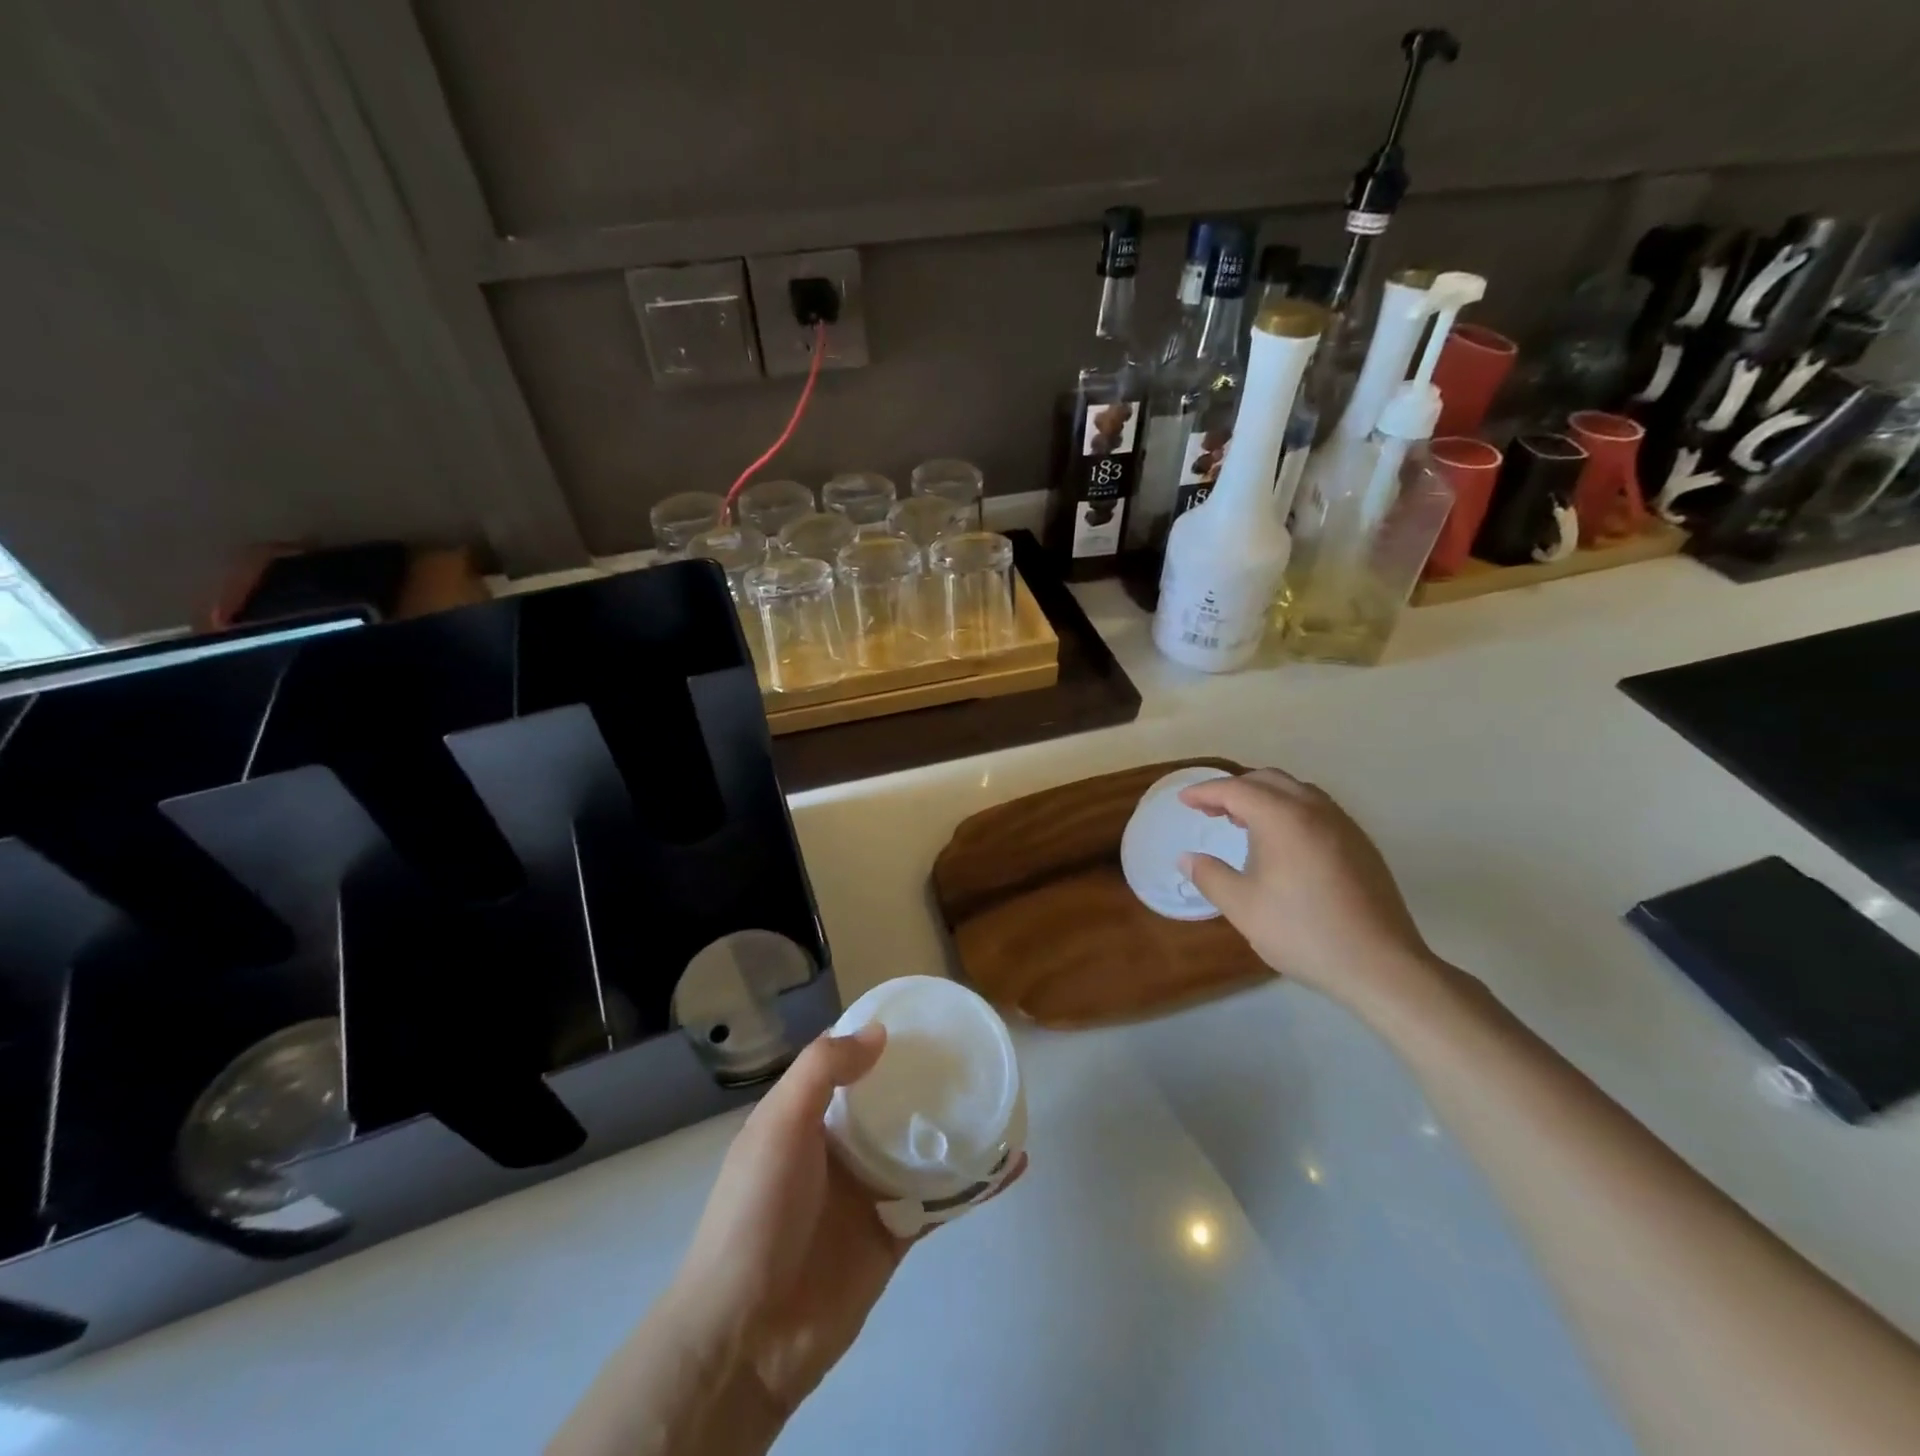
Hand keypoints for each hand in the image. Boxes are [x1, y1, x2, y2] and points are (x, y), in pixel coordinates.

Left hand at [552, 1025, 1026, 1455]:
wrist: (747, 1335)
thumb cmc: (757, 1212)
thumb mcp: (778, 1126)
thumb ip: (822, 1072)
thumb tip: (879, 1034)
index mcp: (807, 1116)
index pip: (847, 1062)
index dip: (879, 1037)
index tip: (923, 1015)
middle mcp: (840, 1147)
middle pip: (892, 1101)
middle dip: (927, 1079)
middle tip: (975, 1051)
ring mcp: (870, 1190)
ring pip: (923, 1146)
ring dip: (958, 1127)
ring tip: (1003, 1097)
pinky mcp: (895, 1233)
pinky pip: (942, 1200)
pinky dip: (975, 1183)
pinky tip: (1010, 1163)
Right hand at [1178, 768, 1441, 1014]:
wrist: (1381, 965)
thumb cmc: (1302, 932)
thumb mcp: (1242, 907)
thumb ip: (1210, 876)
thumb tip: (1188, 858)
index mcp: (1283, 818)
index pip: (1235, 790)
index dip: (1204, 792)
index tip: (1183, 801)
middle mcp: (1315, 810)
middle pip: (1267, 780)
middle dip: (1234, 788)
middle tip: (1209, 810)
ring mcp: (1343, 824)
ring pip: (1296, 791)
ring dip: (1264, 796)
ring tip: (1242, 821)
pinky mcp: (1361, 843)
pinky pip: (1317, 809)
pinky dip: (1289, 810)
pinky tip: (1282, 842)